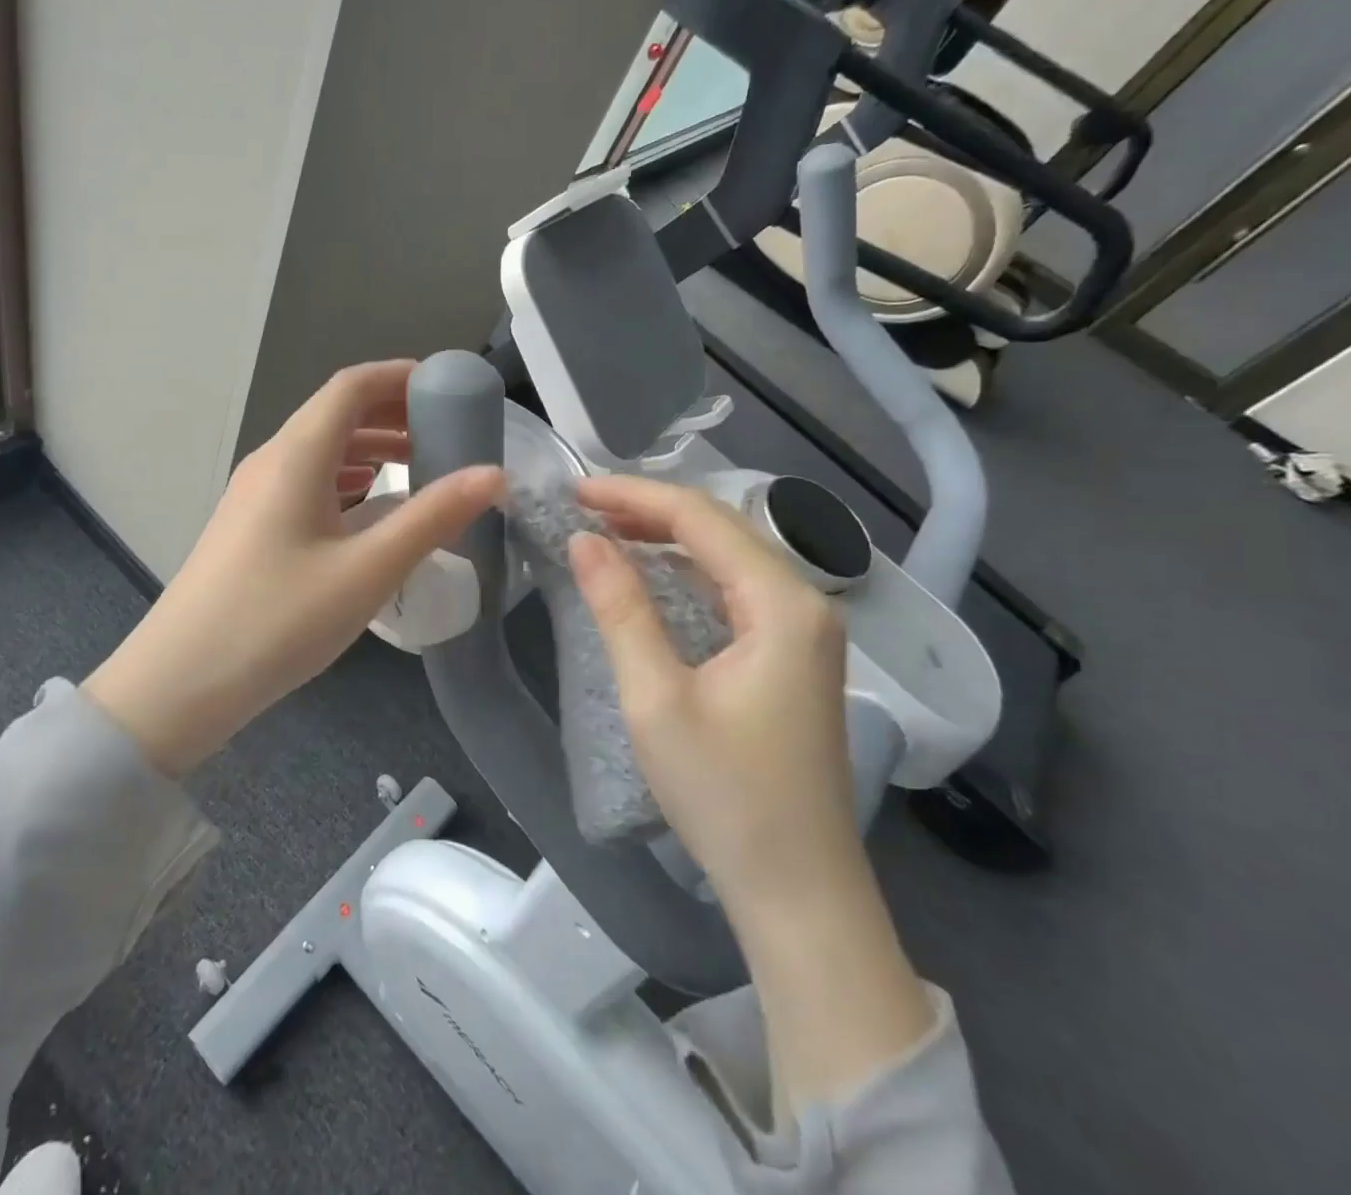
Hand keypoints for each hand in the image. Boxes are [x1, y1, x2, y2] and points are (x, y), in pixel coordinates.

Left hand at [83, 361, 503, 776]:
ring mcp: (253, 496)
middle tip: (446, 432)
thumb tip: (493, 474)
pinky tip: (370, 512)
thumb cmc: (278, 620)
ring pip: (320, 451)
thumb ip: (433, 518)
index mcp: (296, 455)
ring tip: (419, 468)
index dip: (400, 376)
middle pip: (335, 414)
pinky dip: (347, 482)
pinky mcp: (249, 528)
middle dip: (392, 414)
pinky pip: (305, 484)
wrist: (180, 682)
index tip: (448, 387)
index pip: (351, 386)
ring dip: (370, 449)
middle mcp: (271, 462)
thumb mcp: (367, 570)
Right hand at [568, 476, 933, 1110]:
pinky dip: (685, 571)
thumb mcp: (655, 698)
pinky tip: (649, 574)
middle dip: (649, 509)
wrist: (797, 889)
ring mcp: (803, 631)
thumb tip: (584, 540)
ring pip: (728, 557)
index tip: (575, 490)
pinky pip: (733, 590)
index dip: (633, 496)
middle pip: (720, 529)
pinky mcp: (790, 656)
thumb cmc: (724, 794)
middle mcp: (804, 603)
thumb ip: (621, 609)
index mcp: (782, 603)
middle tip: (582, 506)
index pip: (701, 518)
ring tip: (605, 529)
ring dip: (666, 537)